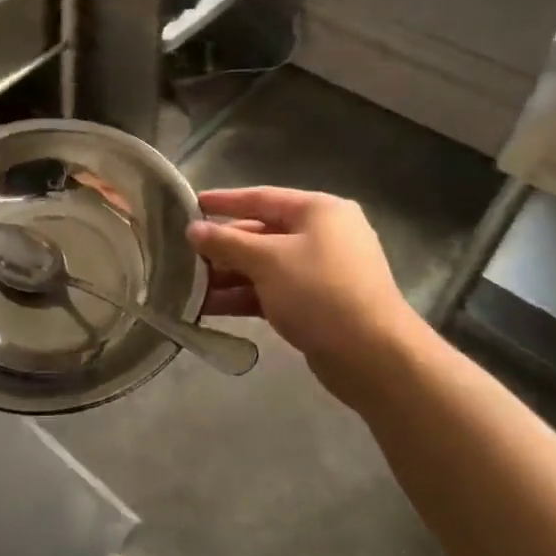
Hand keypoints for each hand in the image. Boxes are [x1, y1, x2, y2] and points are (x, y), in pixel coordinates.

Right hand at [191, 188, 426, 406]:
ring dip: (228, 275)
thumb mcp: (268, 260)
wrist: (373, 357)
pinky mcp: (316, 304)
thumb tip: (193, 229)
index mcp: (318, 211)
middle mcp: (322, 235)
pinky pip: (272, 291)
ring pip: (264, 266)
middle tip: (182, 254)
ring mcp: (320, 272)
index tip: (191, 204)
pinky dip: (244, 296)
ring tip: (187, 286)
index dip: (224, 201)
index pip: (262, 198)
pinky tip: (209, 307)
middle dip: (222, 247)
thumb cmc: (319, 292)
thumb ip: (227, 242)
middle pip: (261, 233)